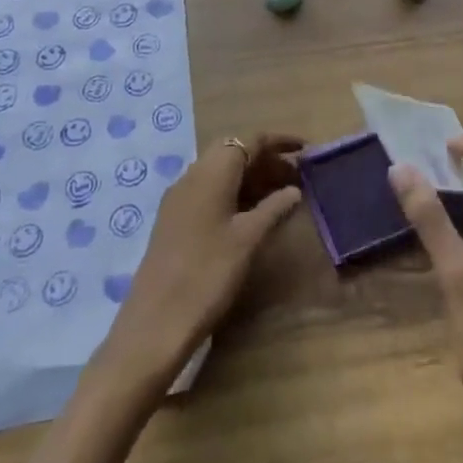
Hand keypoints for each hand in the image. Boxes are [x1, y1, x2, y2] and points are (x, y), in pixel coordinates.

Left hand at [103, 135, 301, 382]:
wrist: (156, 323)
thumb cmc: (208, 274)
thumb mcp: (248, 239)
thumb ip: (273, 208)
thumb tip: (294, 190)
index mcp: (211, 172)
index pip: (250, 140)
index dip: (280, 142)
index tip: (307, 150)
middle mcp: (192, 175)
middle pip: (233, 152)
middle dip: (266, 159)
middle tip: (296, 177)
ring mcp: (179, 198)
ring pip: (221, 172)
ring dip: (251, 177)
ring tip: (281, 195)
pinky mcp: (174, 219)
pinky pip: (209, 191)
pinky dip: (234, 193)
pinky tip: (251, 215)